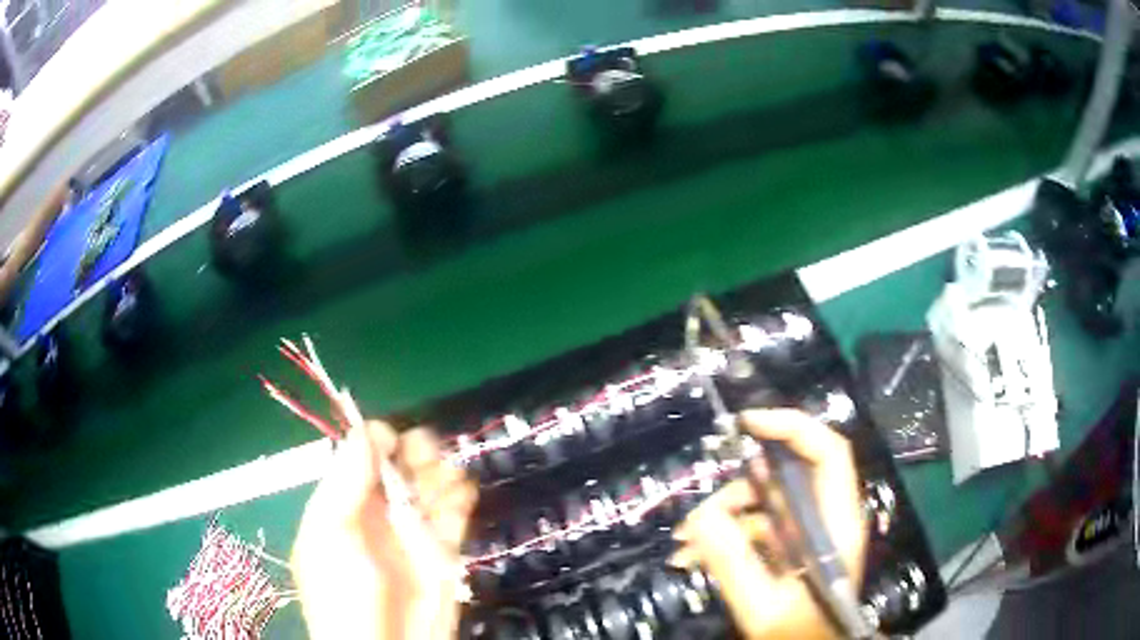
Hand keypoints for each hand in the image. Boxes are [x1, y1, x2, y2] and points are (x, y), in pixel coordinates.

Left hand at [291, 421, 477, 639]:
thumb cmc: (343, 591)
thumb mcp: (331, 534)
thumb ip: (346, 482)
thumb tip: (366, 429)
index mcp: (343, 503)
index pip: (361, 455)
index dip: (378, 441)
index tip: (394, 441)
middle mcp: (377, 511)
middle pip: (400, 464)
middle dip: (415, 451)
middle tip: (426, 457)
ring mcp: (412, 531)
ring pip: (430, 484)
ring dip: (441, 470)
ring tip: (446, 478)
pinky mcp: (444, 550)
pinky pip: (455, 512)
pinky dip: (462, 495)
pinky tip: (463, 492)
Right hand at [671, 410, 866, 639]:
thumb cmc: (799, 634)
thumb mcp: (763, 608)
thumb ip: (734, 565)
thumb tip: (701, 517)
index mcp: (835, 523)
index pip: (828, 453)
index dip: (792, 427)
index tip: (746, 424)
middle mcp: (825, 517)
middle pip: (785, 476)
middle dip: (737, 489)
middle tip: (698, 520)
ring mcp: (806, 531)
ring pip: (764, 500)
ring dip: (722, 515)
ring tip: (687, 547)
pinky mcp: (789, 545)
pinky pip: (754, 524)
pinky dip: (724, 534)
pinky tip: (695, 556)